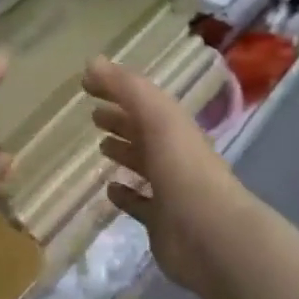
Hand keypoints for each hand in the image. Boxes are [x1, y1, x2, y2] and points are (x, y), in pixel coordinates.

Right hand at [84, 56, 247, 295]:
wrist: (211, 235)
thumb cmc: (183, 169)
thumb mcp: (157, 117)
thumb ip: (127, 88)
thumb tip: (91, 62)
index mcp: (175, 128)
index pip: (143, 101)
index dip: (118, 89)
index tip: (87, 83)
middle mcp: (175, 155)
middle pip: (145, 132)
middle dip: (122, 120)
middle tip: (93, 115)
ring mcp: (170, 190)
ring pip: (144, 166)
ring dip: (124, 153)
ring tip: (100, 146)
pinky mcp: (161, 222)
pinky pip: (140, 204)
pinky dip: (125, 195)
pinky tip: (109, 190)